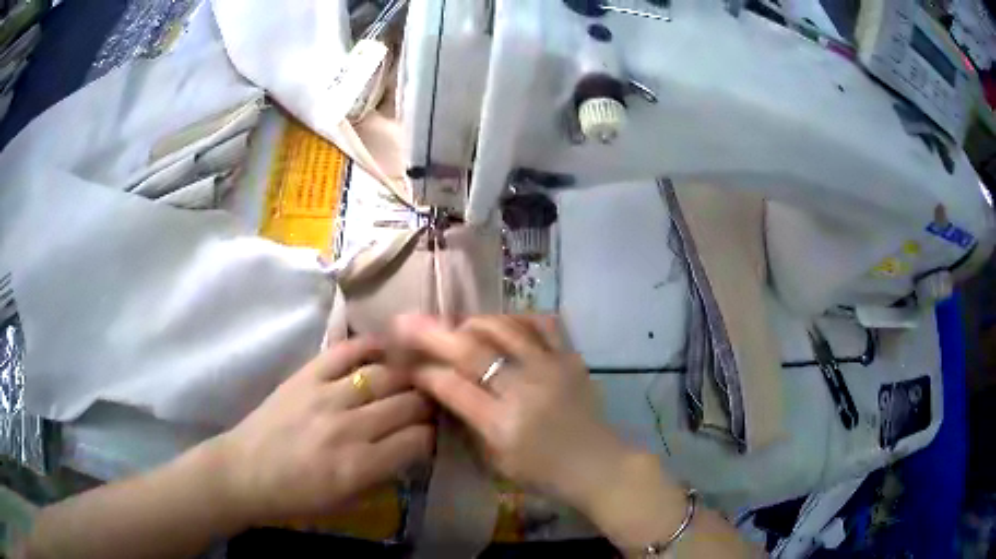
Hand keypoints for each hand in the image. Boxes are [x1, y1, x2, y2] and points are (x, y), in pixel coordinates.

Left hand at [211, 338, 434, 525]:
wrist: (245, 472)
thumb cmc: (297, 497)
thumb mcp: (347, 502)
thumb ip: (384, 476)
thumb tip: (411, 450)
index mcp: (359, 466)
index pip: (417, 440)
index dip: (431, 435)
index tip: (431, 434)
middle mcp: (348, 428)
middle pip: (407, 404)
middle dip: (426, 403)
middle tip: (429, 404)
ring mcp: (326, 396)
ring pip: (384, 375)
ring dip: (406, 376)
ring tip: (413, 377)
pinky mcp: (306, 376)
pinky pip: (345, 351)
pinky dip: (369, 345)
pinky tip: (385, 347)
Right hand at [391, 315, 635, 513]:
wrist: (598, 466)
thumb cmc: (544, 473)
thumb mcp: (496, 461)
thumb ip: (468, 423)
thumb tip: (444, 389)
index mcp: (502, 424)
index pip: (452, 387)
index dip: (424, 372)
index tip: (406, 363)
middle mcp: (525, 389)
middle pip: (472, 350)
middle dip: (433, 333)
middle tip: (408, 320)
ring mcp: (551, 368)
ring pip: (505, 327)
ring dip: (474, 322)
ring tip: (459, 326)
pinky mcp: (571, 358)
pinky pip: (543, 323)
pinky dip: (517, 317)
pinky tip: (504, 323)